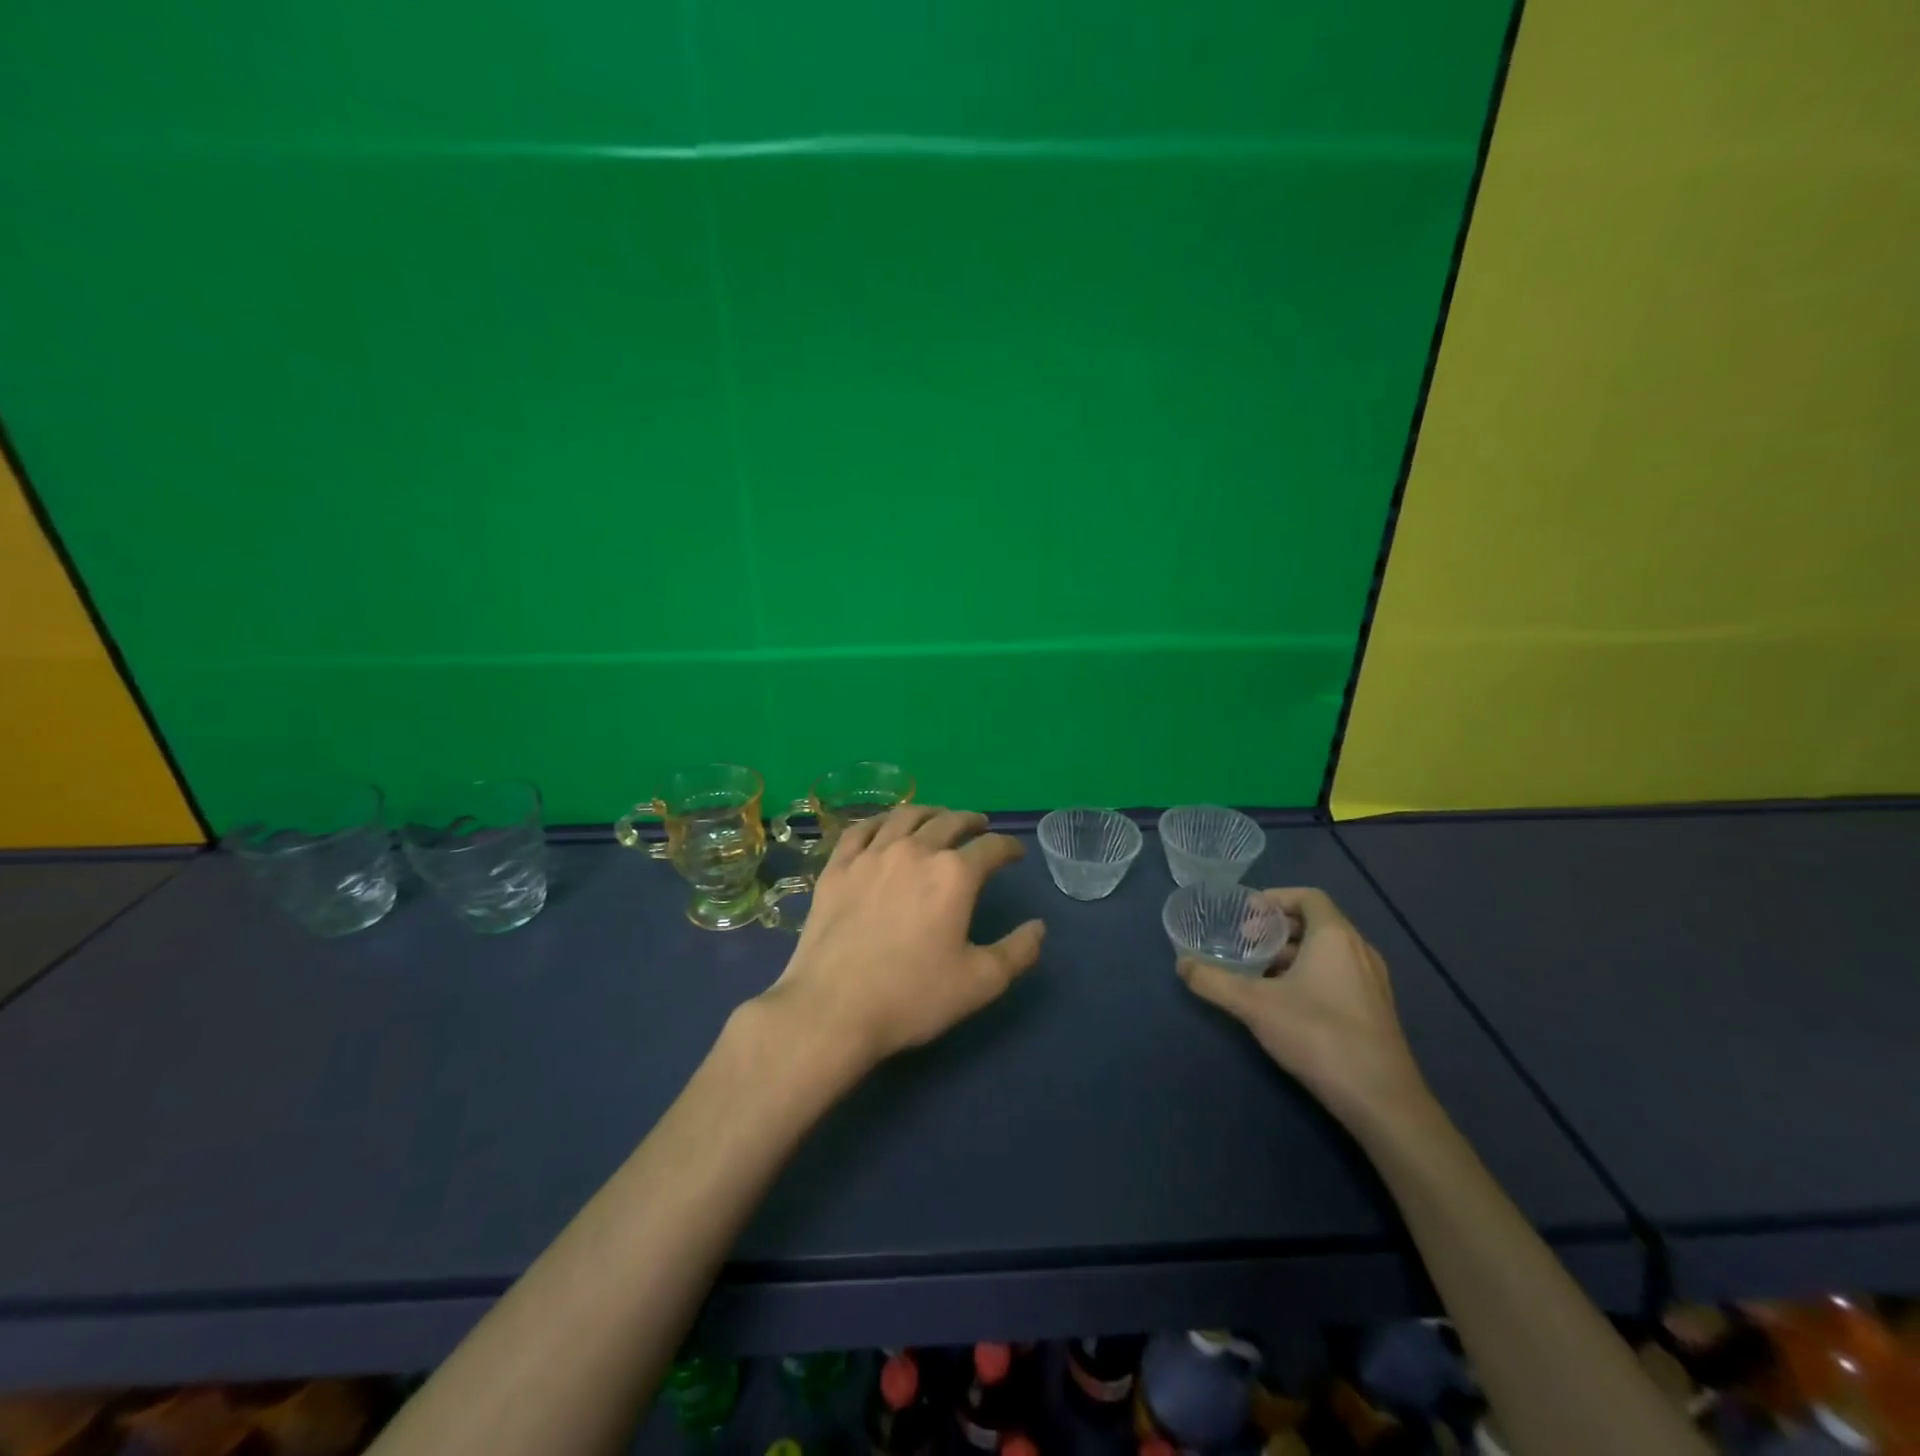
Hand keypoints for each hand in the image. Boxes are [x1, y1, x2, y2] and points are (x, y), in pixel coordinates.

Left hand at [758, 806, 1046, 1069]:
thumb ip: (1017, 952)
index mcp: (954, 875)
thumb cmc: (912, 997)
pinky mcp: (838, 867)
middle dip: (971, 821)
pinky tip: (885, 827)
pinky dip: (881, 821)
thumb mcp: (980, 983)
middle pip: (949, 821)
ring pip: (906, 816)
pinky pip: (862, 829)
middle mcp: (915, 851)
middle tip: (980, 827)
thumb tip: (1038, 927)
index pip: (991, 847)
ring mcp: (871, 855)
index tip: (1015, 854)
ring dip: (930, 812)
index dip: (1008, 848)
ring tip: (938, 818)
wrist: (832, 1009)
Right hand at [1177, 887, 1429, 1127]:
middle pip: (1317, 922)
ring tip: (1260, 970)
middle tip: (1246, 940)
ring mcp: (1373, 982)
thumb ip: (1214, 982)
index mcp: (1335, 937)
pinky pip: (1339, 974)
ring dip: (1294, 952)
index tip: (1246, 912)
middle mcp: (1359, 951)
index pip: (1308, 897)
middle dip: (1279, 927)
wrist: (1382, 1100)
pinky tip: (1287, 1001)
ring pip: (1329, 951)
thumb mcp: (1255, 1006)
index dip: (1276, 898)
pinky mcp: (1376, 1010)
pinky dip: (1311, 973)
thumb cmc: (1318, 1035)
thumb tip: (1181, 964)